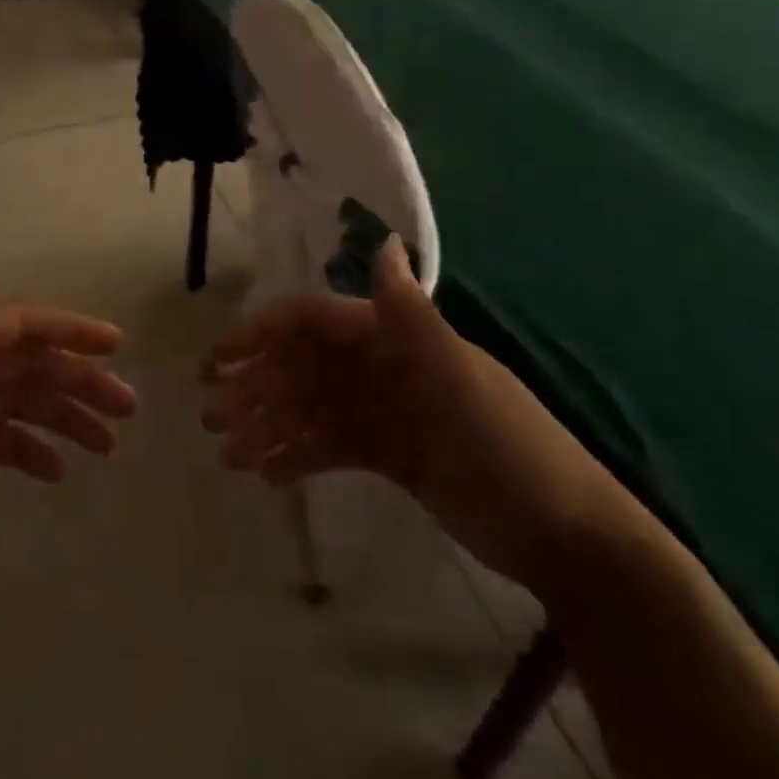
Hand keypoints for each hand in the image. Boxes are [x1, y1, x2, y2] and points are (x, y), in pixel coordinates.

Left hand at [0, 251, 136, 609]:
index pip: (16, 325)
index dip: (67, 331)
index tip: (115, 345)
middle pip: (25, 366)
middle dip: (77, 382)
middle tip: (128, 408)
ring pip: (18, 404)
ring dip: (62, 418)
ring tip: (107, 447)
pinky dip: (28, 451)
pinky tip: (55, 472)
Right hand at [201, 237, 639, 596]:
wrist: (569, 539)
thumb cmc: (506, 446)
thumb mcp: (456, 378)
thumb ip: (410, 314)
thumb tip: (385, 239)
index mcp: (392, 338)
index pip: (311, 323)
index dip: (261, 335)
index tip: (218, 360)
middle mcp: (380, 366)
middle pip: (301, 368)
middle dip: (253, 386)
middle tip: (209, 414)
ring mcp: (383, 411)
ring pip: (307, 410)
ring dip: (266, 425)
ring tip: (227, 452)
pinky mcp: (388, 455)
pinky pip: (328, 447)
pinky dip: (296, 456)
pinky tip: (264, 475)